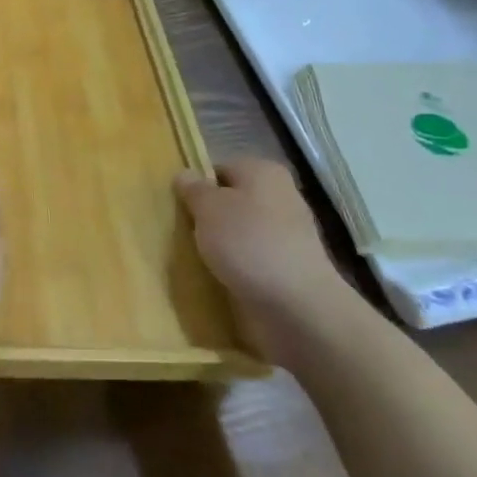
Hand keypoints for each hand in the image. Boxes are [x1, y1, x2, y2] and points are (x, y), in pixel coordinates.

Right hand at [176, 157, 355, 364]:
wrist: (298, 307)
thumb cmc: (248, 244)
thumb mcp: (208, 208)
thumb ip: (193, 189)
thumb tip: (185, 175)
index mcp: (263, 172)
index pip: (219, 169)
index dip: (197, 186)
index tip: (178, 207)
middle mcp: (280, 197)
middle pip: (231, 201)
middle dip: (208, 217)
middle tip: (182, 233)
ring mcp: (288, 234)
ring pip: (240, 232)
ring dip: (220, 245)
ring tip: (196, 259)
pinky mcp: (288, 267)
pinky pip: (251, 259)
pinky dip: (235, 267)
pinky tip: (219, 278)